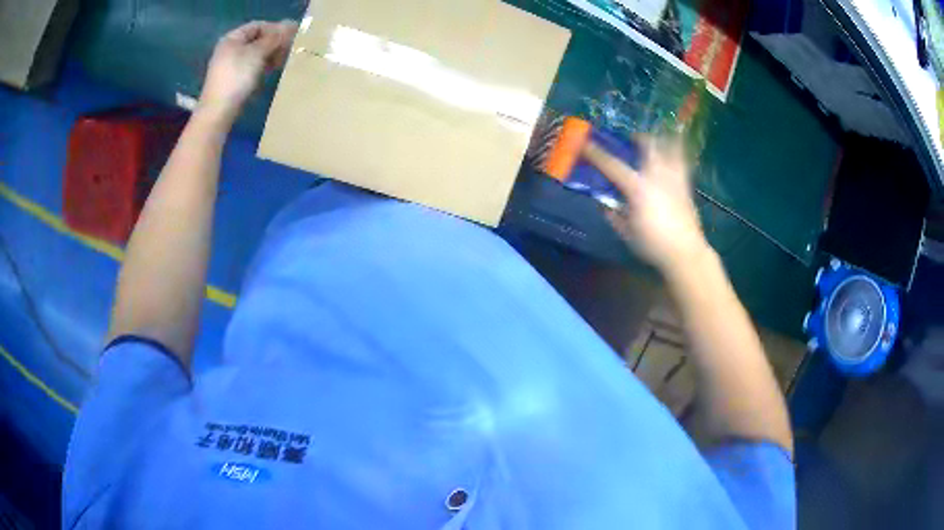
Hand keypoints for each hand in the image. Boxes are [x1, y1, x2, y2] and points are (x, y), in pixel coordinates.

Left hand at [198, 20, 297, 123]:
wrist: (218, 112)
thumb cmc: (237, 78)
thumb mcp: (257, 53)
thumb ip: (274, 38)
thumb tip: (290, 24)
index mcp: (232, 38)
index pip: (258, 26)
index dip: (275, 29)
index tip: (291, 36)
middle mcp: (229, 49)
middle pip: (256, 40)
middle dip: (273, 43)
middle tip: (288, 50)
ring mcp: (230, 65)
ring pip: (255, 54)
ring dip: (270, 55)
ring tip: (282, 62)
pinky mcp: (232, 80)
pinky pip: (251, 67)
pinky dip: (262, 67)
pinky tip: (271, 72)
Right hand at [584, 136, 707, 272]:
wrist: (685, 253)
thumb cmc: (653, 245)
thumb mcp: (626, 233)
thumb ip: (613, 215)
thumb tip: (603, 203)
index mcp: (637, 188)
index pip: (611, 165)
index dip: (596, 153)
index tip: (584, 144)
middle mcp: (656, 176)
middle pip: (647, 145)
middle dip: (637, 138)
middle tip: (631, 140)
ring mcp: (674, 178)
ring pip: (669, 147)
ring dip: (660, 141)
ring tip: (655, 142)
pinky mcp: (686, 185)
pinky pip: (682, 161)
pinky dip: (677, 153)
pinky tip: (674, 154)